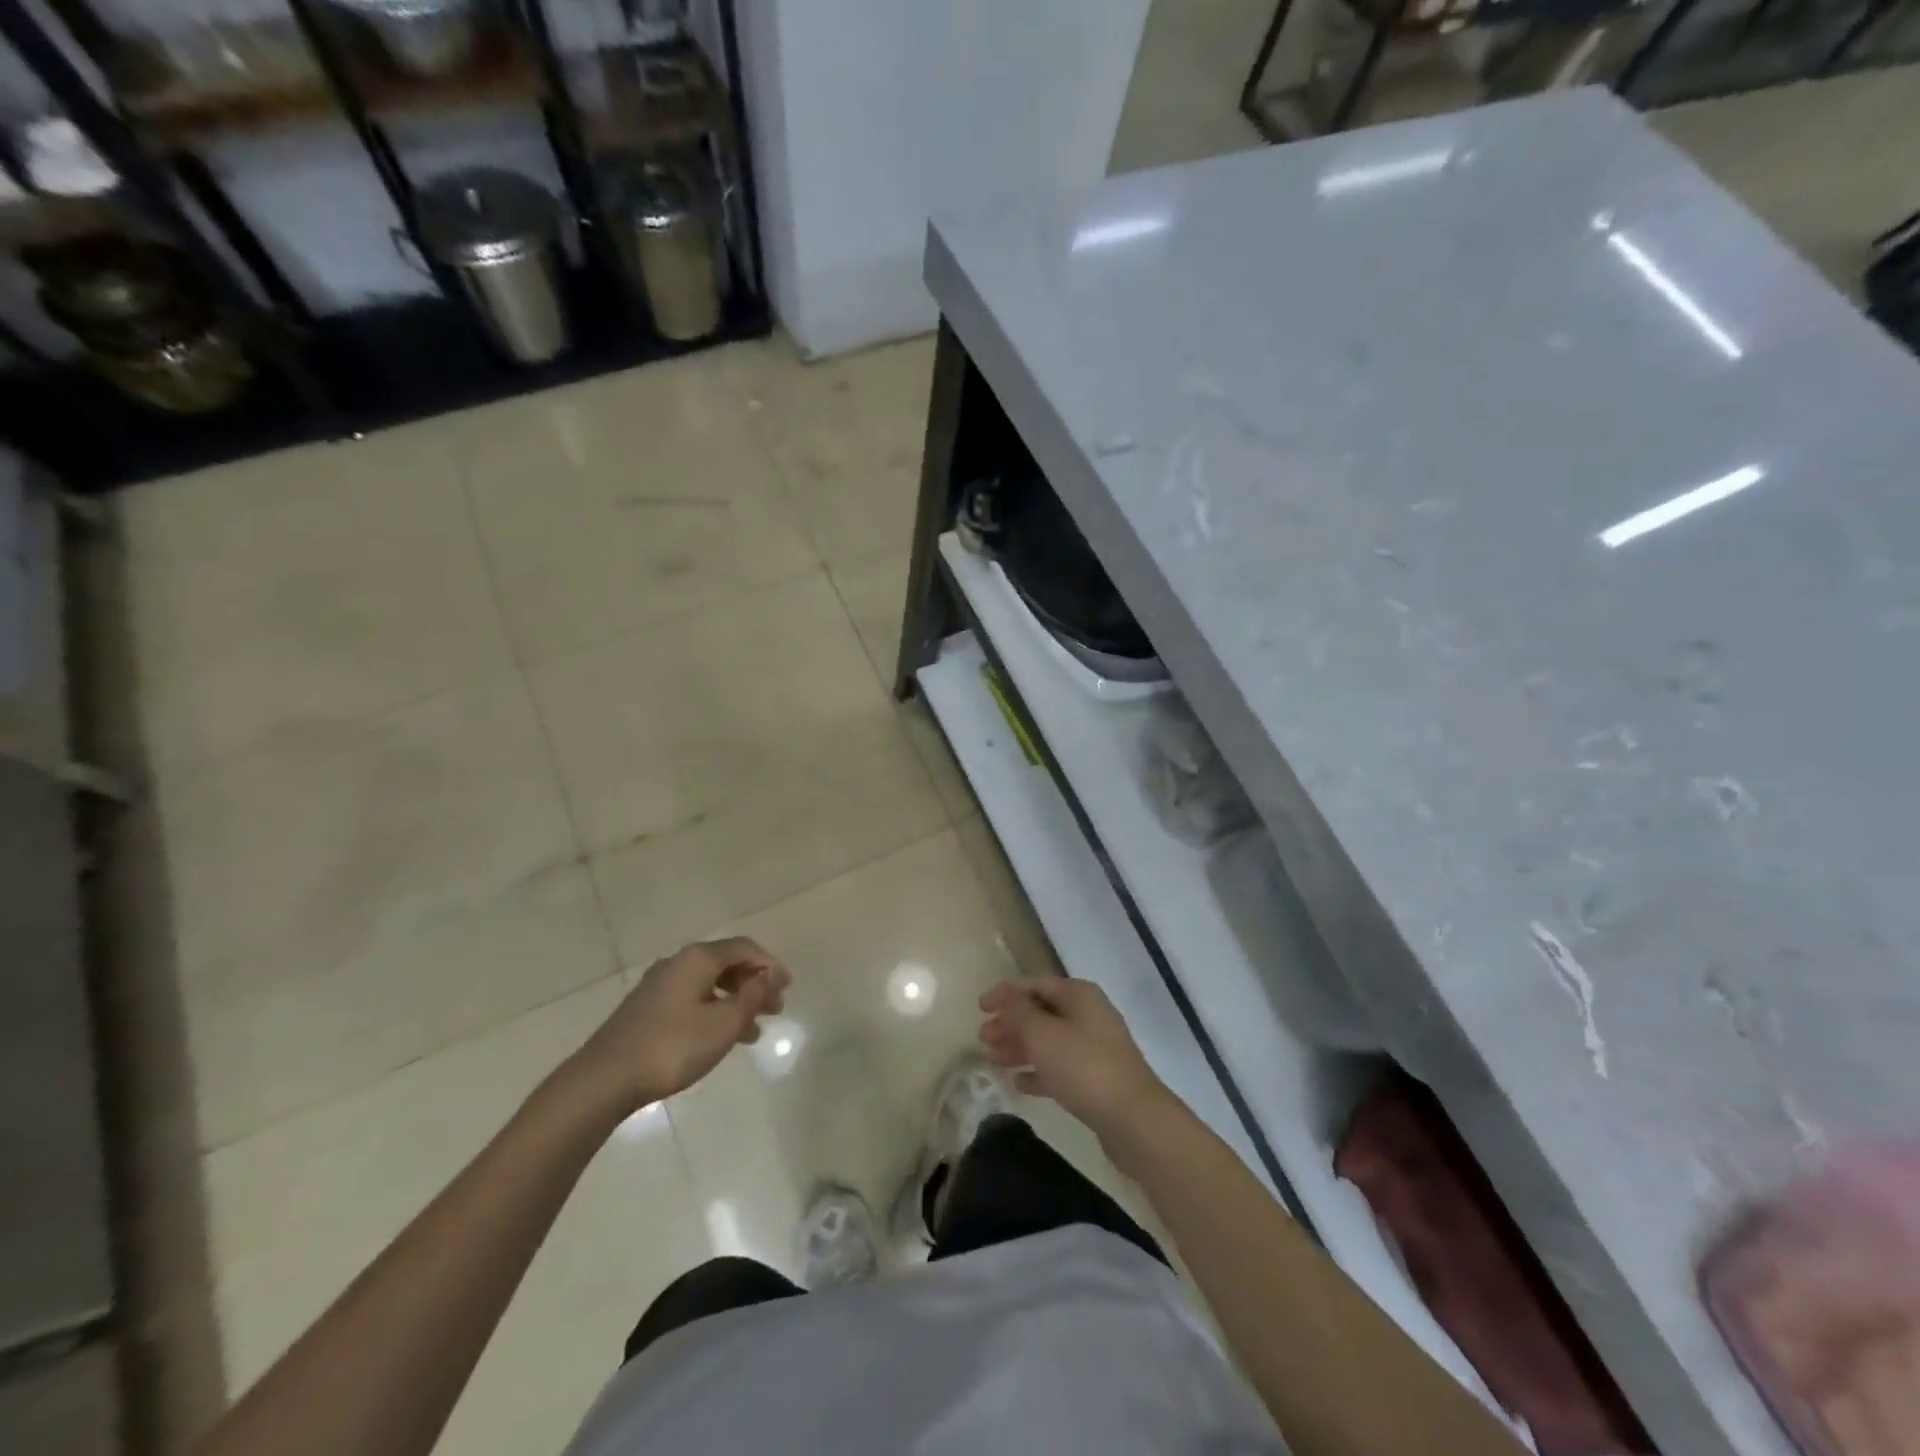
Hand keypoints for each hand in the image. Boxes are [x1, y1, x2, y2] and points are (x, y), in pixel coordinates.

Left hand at [566, 938, 789, 1112]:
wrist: (604, 1079)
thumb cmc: (672, 1047)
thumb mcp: (723, 1024)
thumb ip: (751, 998)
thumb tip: (767, 977)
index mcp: (698, 958)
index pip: (745, 948)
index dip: (770, 965)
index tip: (788, 988)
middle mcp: (678, 962)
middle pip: (727, 963)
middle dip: (754, 983)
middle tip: (774, 1009)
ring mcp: (659, 985)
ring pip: (709, 983)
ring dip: (736, 1001)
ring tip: (753, 1032)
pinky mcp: (646, 1008)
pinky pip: (692, 998)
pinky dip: (714, 1010)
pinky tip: (719, 1038)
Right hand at [978, 977, 1169, 1137]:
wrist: (1133, 1118)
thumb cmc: (1083, 1066)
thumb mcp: (1042, 1034)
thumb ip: (1019, 1013)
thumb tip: (1007, 1000)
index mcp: (1078, 995)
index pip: (1035, 984)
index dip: (1006, 993)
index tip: (979, 1008)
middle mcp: (1089, 1014)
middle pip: (1042, 1012)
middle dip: (1011, 1022)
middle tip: (983, 1038)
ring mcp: (1095, 1047)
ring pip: (1049, 1040)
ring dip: (1020, 1047)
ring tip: (993, 1059)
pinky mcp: (1097, 1079)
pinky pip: (1060, 1067)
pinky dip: (1038, 1071)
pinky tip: (1019, 1083)